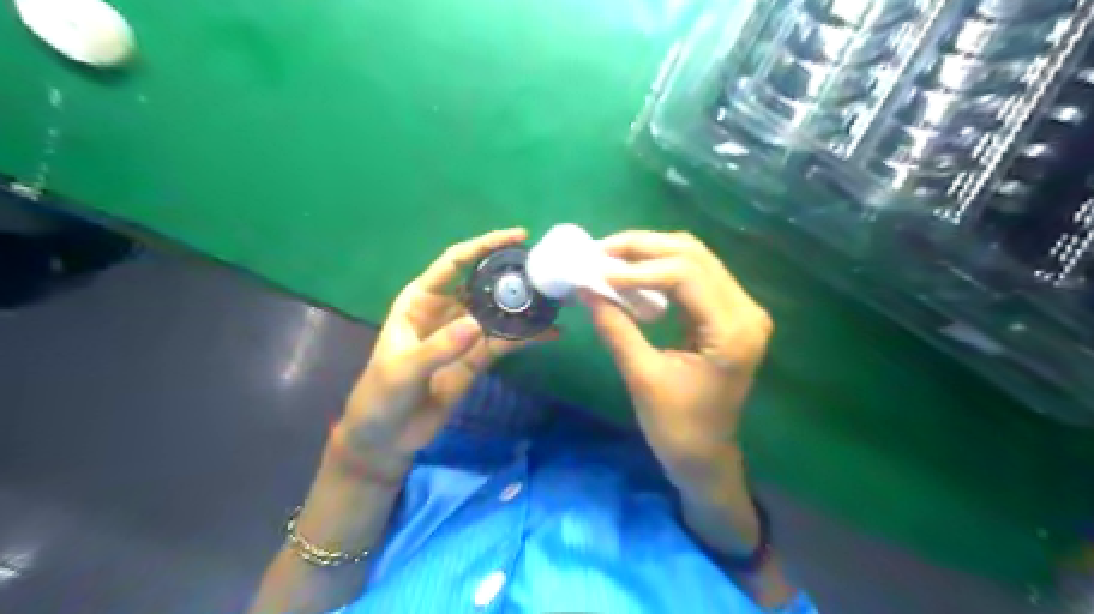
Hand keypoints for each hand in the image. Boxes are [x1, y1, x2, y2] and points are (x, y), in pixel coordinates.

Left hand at [338, 231, 559, 473]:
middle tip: (546, 269)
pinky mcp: (479, 357)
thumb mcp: (402, 370)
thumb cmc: (381, 394)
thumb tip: (477, 325)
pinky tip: (551, 333)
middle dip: (512, 274)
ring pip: (499, 312)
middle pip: (484, 284)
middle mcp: (447, 310)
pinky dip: (528, 337)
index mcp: (421, 300)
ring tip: (555, 298)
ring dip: (525, 305)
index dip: (484, 246)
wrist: (387, 436)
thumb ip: (437, 348)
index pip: (455, 262)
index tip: (518, 237)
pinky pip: (506, 342)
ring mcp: (466, 334)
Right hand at [586, 230, 770, 487]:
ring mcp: (740, 310)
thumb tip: (586, 288)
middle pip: (694, 255)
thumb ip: (615, 328)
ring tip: (610, 257)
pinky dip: (660, 268)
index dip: (639, 268)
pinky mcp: (727, 313)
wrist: (705, 456)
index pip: (686, 275)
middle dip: (643, 248)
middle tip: (600, 251)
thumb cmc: (676, 428)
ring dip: (651, 252)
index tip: (597, 272)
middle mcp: (745, 310)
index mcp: (732, 331)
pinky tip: (632, 272)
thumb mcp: (641, 377)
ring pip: (694, 258)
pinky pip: (694, 275)